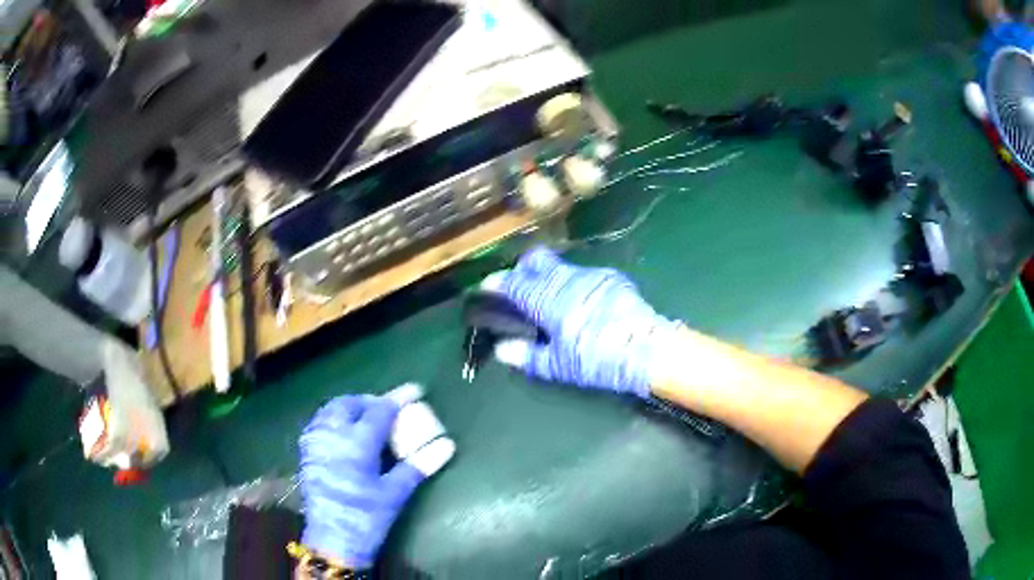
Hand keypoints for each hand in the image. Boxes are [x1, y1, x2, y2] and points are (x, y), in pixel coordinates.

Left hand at [299, 396, 425, 568]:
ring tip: (368, 419)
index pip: (380, 410)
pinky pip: (321, 423)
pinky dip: (336, 420)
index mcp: (356, 443)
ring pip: (331, 411)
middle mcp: (332, 435)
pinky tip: (346, 435)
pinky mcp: (307, 453)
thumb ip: (418, 465)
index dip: (399, 398)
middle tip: (389, 410)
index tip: (415, 390)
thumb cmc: (367, 517)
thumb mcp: (395, 493)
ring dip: (351, 408)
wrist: (333, 541)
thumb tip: (447, 446)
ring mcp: (315, 443)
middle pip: (350, 404)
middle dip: (370, 401)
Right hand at [490, 247, 678, 398]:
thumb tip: (502, 349)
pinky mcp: (611, 278)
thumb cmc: (598, 359)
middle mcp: (566, 280)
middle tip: (518, 289)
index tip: (487, 287)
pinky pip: (582, 275)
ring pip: (559, 266)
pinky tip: (578, 302)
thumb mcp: (559, 366)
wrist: (648, 349)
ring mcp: (591, 275)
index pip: (515, 283)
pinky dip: (572, 283)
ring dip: (547, 276)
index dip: (497, 284)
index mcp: (548, 299)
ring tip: (548, 298)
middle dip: (521, 270)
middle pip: (535, 261)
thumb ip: (527, 356)